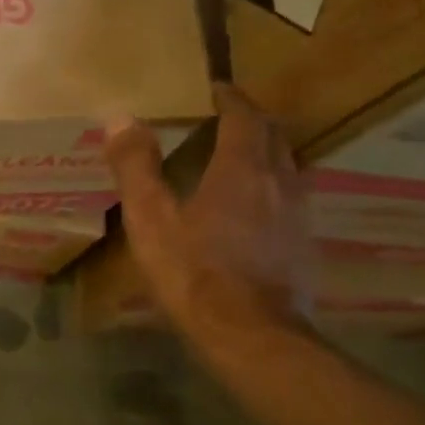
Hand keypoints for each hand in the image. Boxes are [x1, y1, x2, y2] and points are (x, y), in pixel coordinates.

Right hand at [105, 85, 314, 339]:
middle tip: (223, 117)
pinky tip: (254, 208)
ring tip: (238, 156)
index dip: (229, 98)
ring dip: (266, 152)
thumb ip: (136, 166)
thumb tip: (120, 117)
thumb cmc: (194, 272)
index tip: (213, 88)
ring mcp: (299, 214)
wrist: (252, 336)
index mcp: (242, 168)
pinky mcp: (304, 244)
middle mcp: (280, 181)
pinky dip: (273, 185)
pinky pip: (292, 197)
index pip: (245, 116)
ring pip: (288, 165)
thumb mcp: (151, 219)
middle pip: (274, 135)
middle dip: (251, 120)